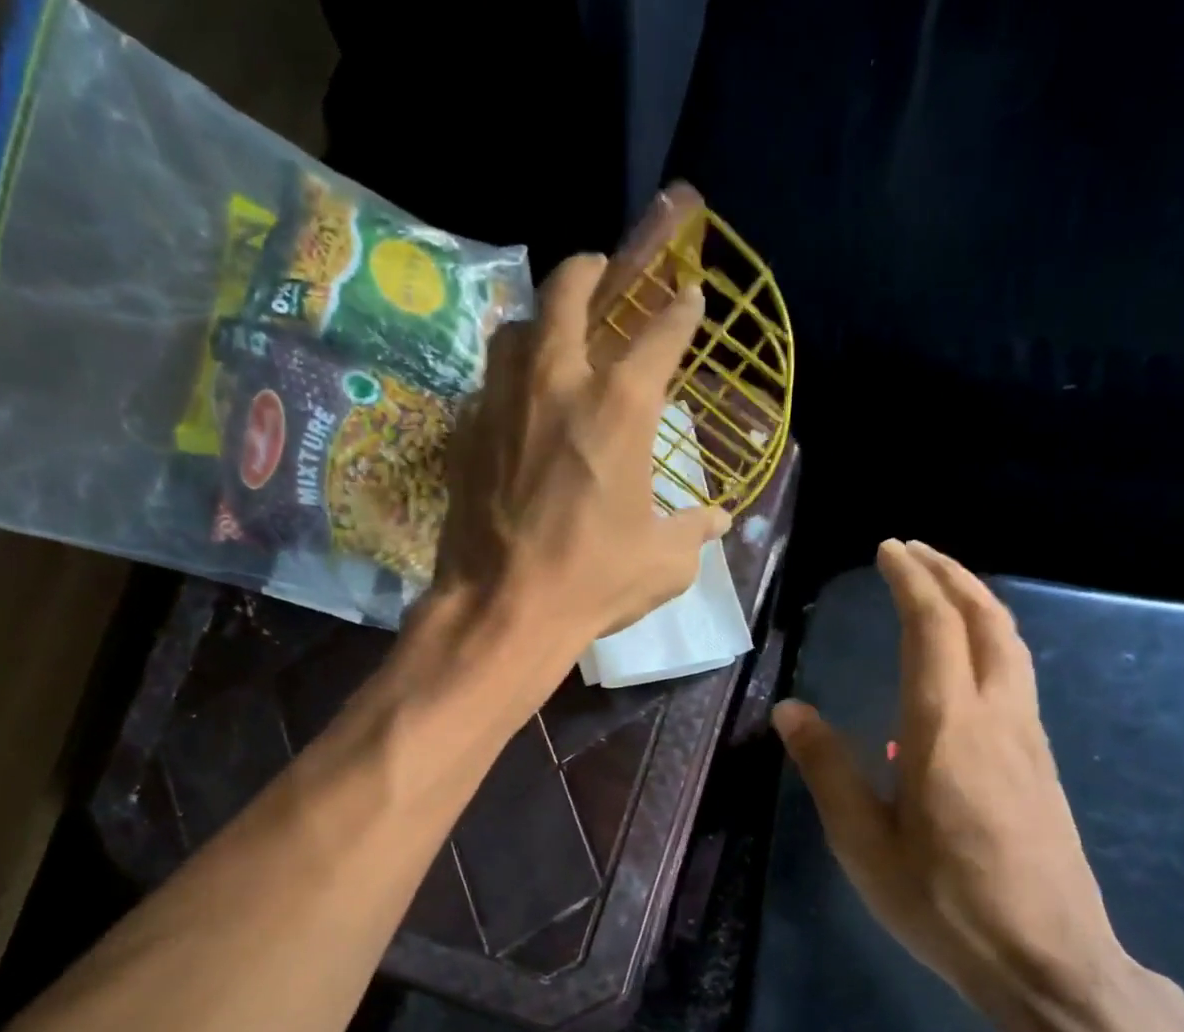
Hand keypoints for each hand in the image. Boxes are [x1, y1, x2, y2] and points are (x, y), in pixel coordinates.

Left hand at [432, 252, 730, 661]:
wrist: (504, 609)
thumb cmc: (594, 581)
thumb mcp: (663, 563)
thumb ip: (693, 531)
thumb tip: (719, 520)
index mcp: (620, 407)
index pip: (660, 334)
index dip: (681, 311)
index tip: (689, 297)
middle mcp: (557, 383)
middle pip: (568, 291)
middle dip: (590, 271)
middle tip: (600, 274)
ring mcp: (502, 402)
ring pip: (515, 329)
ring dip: (538, 322)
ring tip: (550, 338)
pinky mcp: (464, 433)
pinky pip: (487, 386)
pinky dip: (506, 385)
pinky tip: (515, 411)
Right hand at [773, 541, 1134, 1024]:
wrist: (1046, 959)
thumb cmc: (943, 903)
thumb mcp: (864, 842)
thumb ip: (828, 769)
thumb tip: (791, 710)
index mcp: (946, 728)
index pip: (933, 627)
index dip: (911, 580)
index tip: (888, 550)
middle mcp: (997, 717)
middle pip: (986, 620)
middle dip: (950, 575)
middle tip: (913, 552)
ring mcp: (1029, 739)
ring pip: (1010, 645)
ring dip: (976, 603)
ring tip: (940, 590)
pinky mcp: (1041, 764)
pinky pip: (1016, 677)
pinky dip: (989, 642)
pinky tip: (964, 664)